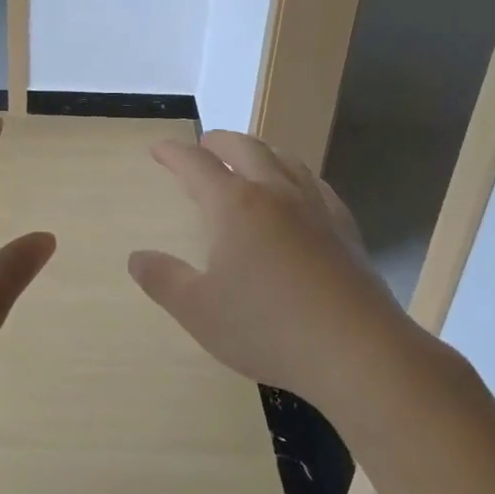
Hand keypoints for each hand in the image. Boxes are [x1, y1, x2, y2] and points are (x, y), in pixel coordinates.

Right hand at [128, 130, 410, 407]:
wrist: (357, 352)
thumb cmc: (267, 328)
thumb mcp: (198, 310)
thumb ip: (163, 279)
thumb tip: (137, 257)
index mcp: (234, 205)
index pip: (195, 163)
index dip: (172, 153)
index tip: (158, 149)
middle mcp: (274, 192)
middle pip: (244, 147)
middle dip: (217, 141)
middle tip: (202, 146)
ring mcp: (314, 207)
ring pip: (284, 158)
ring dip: (258, 151)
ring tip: (248, 159)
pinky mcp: (344, 228)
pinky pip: (315, 184)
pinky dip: (295, 175)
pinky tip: (298, 192)